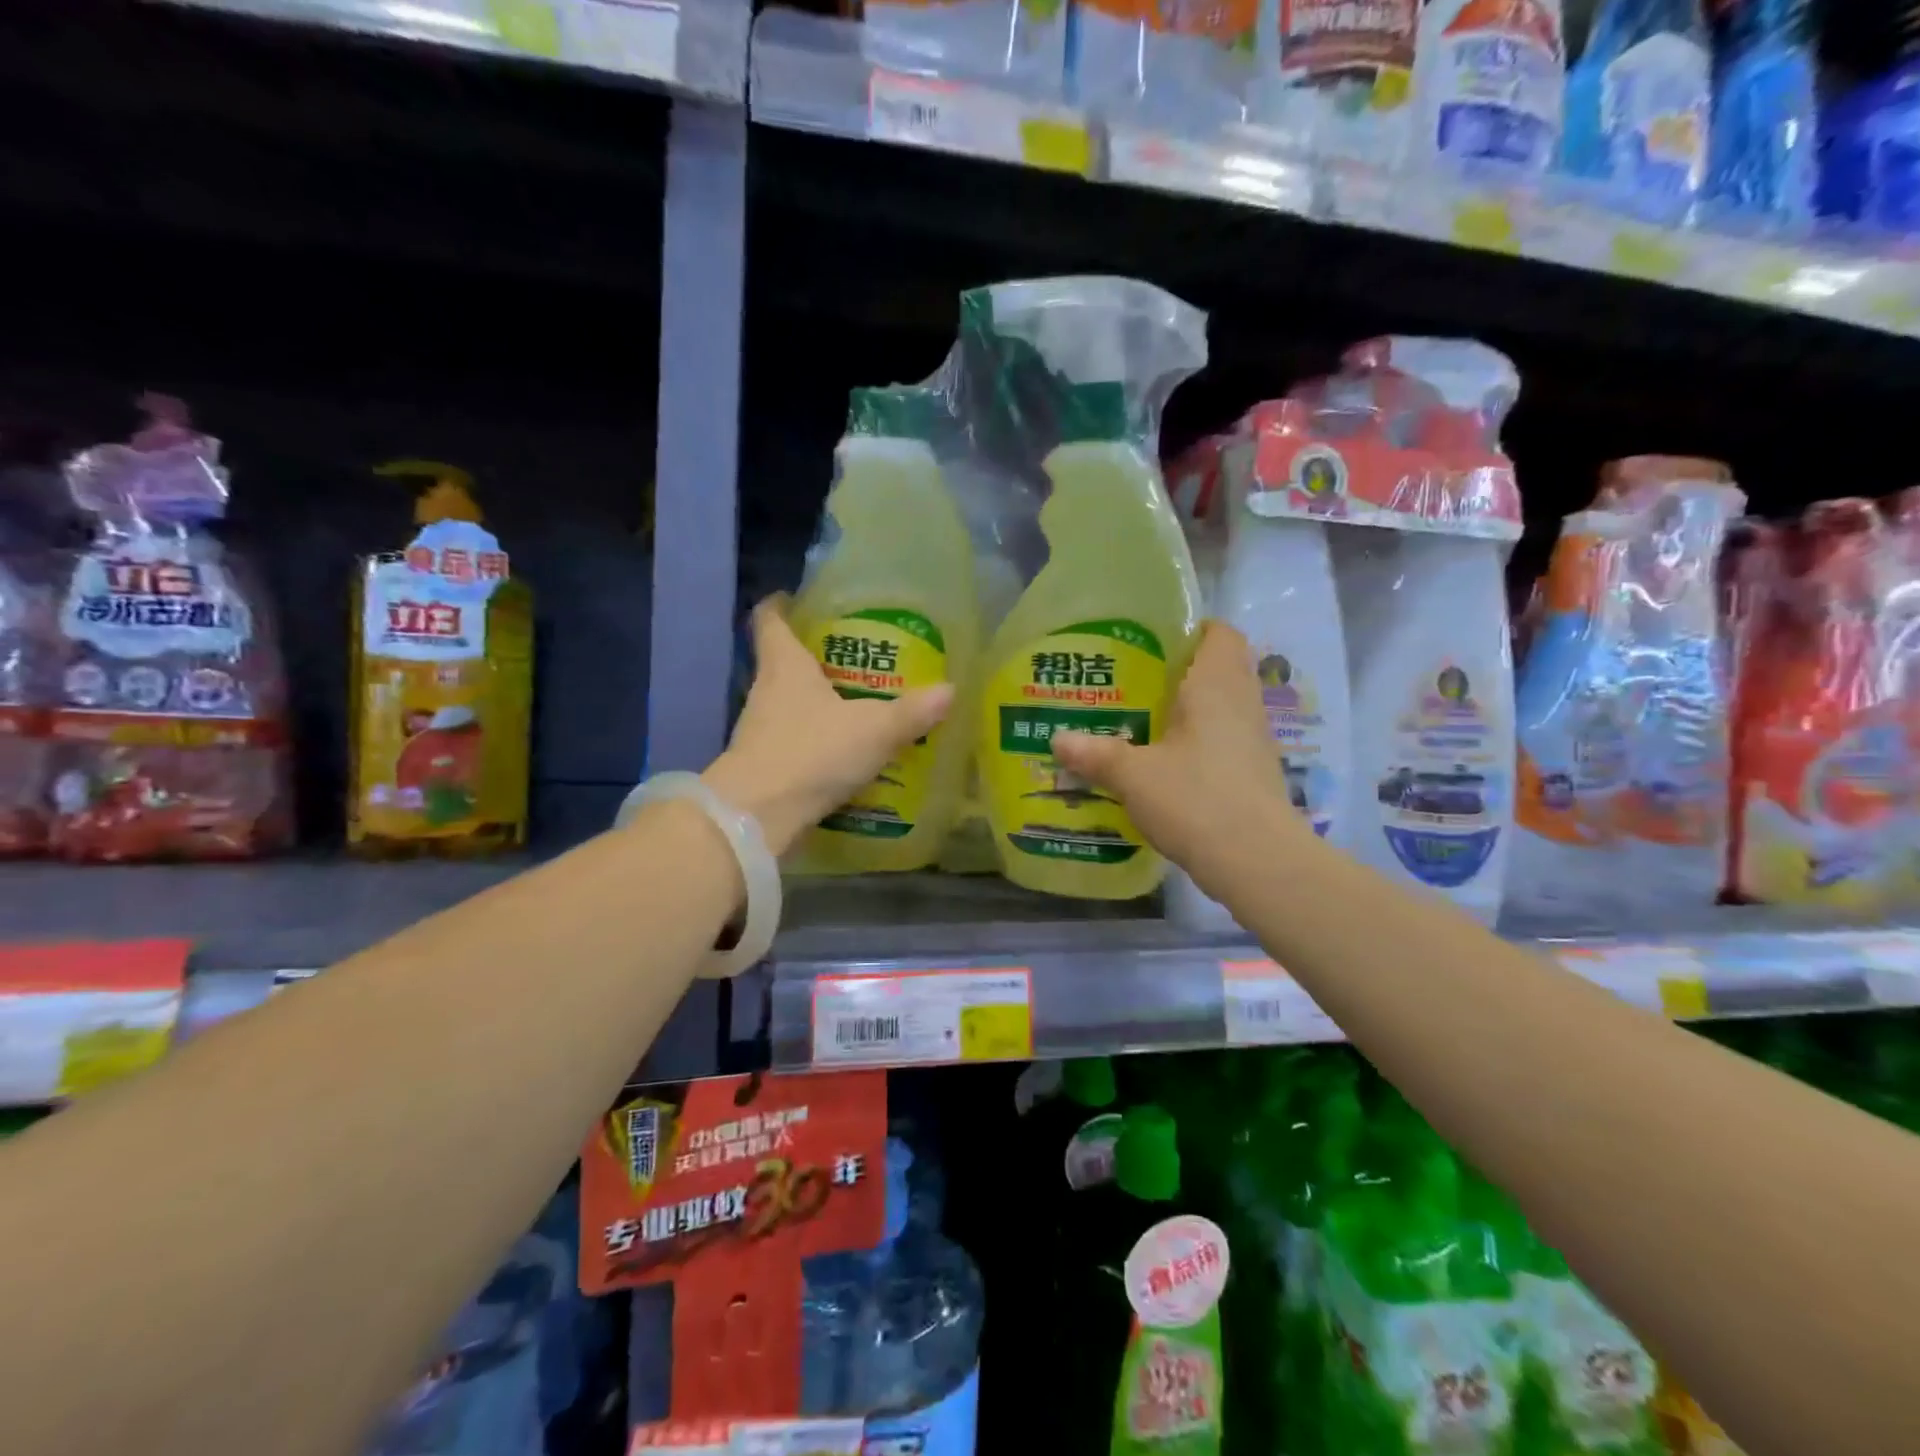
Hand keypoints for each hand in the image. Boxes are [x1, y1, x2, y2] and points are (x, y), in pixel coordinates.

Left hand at [703, 596, 953, 854]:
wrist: (758, 817)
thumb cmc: (812, 753)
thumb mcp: (874, 730)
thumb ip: (911, 712)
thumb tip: (949, 691)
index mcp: (785, 666)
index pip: (771, 620)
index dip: (782, 605)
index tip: (797, 598)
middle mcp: (766, 691)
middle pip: (783, 662)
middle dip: (814, 657)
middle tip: (854, 657)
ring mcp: (760, 730)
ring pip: (789, 703)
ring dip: (816, 702)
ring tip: (856, 705)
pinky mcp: (763, 765)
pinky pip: (793, 740)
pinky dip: (815, 740)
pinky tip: (844, 752)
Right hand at [1051, 621, 1306, 884]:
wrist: (1257, 860)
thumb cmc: (1195, 798)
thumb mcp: (1133, 776)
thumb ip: (1096, 754)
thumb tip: (1058, 740)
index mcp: (1216, 685)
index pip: (1220, 634)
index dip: (1192, 630)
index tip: (1153, 641)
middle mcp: (1242, 703)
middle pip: (1219, 669)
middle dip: (1180, 673)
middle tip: (1135, 683)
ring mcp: (1254, 740)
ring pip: (1221, 708)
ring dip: (1189, 711)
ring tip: (1142, 721)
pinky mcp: (1254, 773)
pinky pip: (1224, 741)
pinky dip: (1198, 744)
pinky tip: (1166, 763)